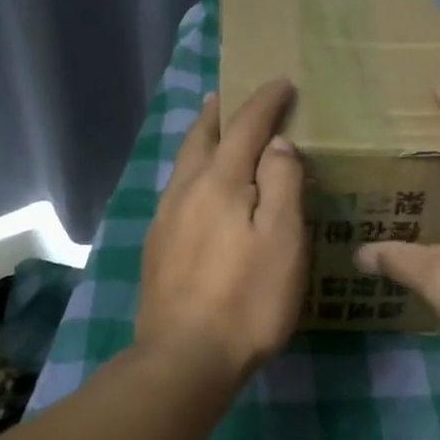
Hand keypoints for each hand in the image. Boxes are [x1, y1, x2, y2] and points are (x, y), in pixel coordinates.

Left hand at [136, 78, 307, 387]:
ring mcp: (165, 219)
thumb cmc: (247, 299)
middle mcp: (185, 190)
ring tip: (214, 130)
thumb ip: (282, 183)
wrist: (184, 357)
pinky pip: (177, 191)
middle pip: (201, 137)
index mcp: (219, 182)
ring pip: (183, 164)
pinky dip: (193, 172)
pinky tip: (199, 190)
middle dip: (219, 111)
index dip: (265, 101)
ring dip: (201, 139)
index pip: (245, 126)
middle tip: (229, 93)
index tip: (282, 82)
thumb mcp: (283, 239)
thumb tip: (276, 143)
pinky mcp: (157, 247)